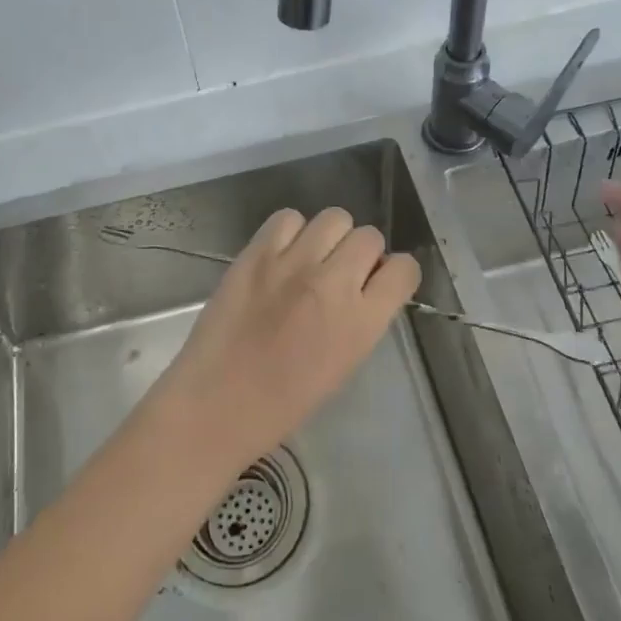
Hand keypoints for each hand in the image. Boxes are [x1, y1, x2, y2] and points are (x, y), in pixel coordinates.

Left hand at [146, 207, 421, 473]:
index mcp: (361, 322)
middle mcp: (333, 284)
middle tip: (340, 272)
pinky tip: (281, 254)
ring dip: (329, 236)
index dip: (395, 272)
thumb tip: (364, 285)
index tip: (380, 281)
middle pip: (369, 236)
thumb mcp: (344, 363)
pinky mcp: (256, 253)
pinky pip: (287, 218)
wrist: (217, 403)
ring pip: (334, 217)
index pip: (403, 269)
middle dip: (362, 252)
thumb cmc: (283, 402)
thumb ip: (362, 318)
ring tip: (310, 258)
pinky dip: (290, 231)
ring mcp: (293, 263)